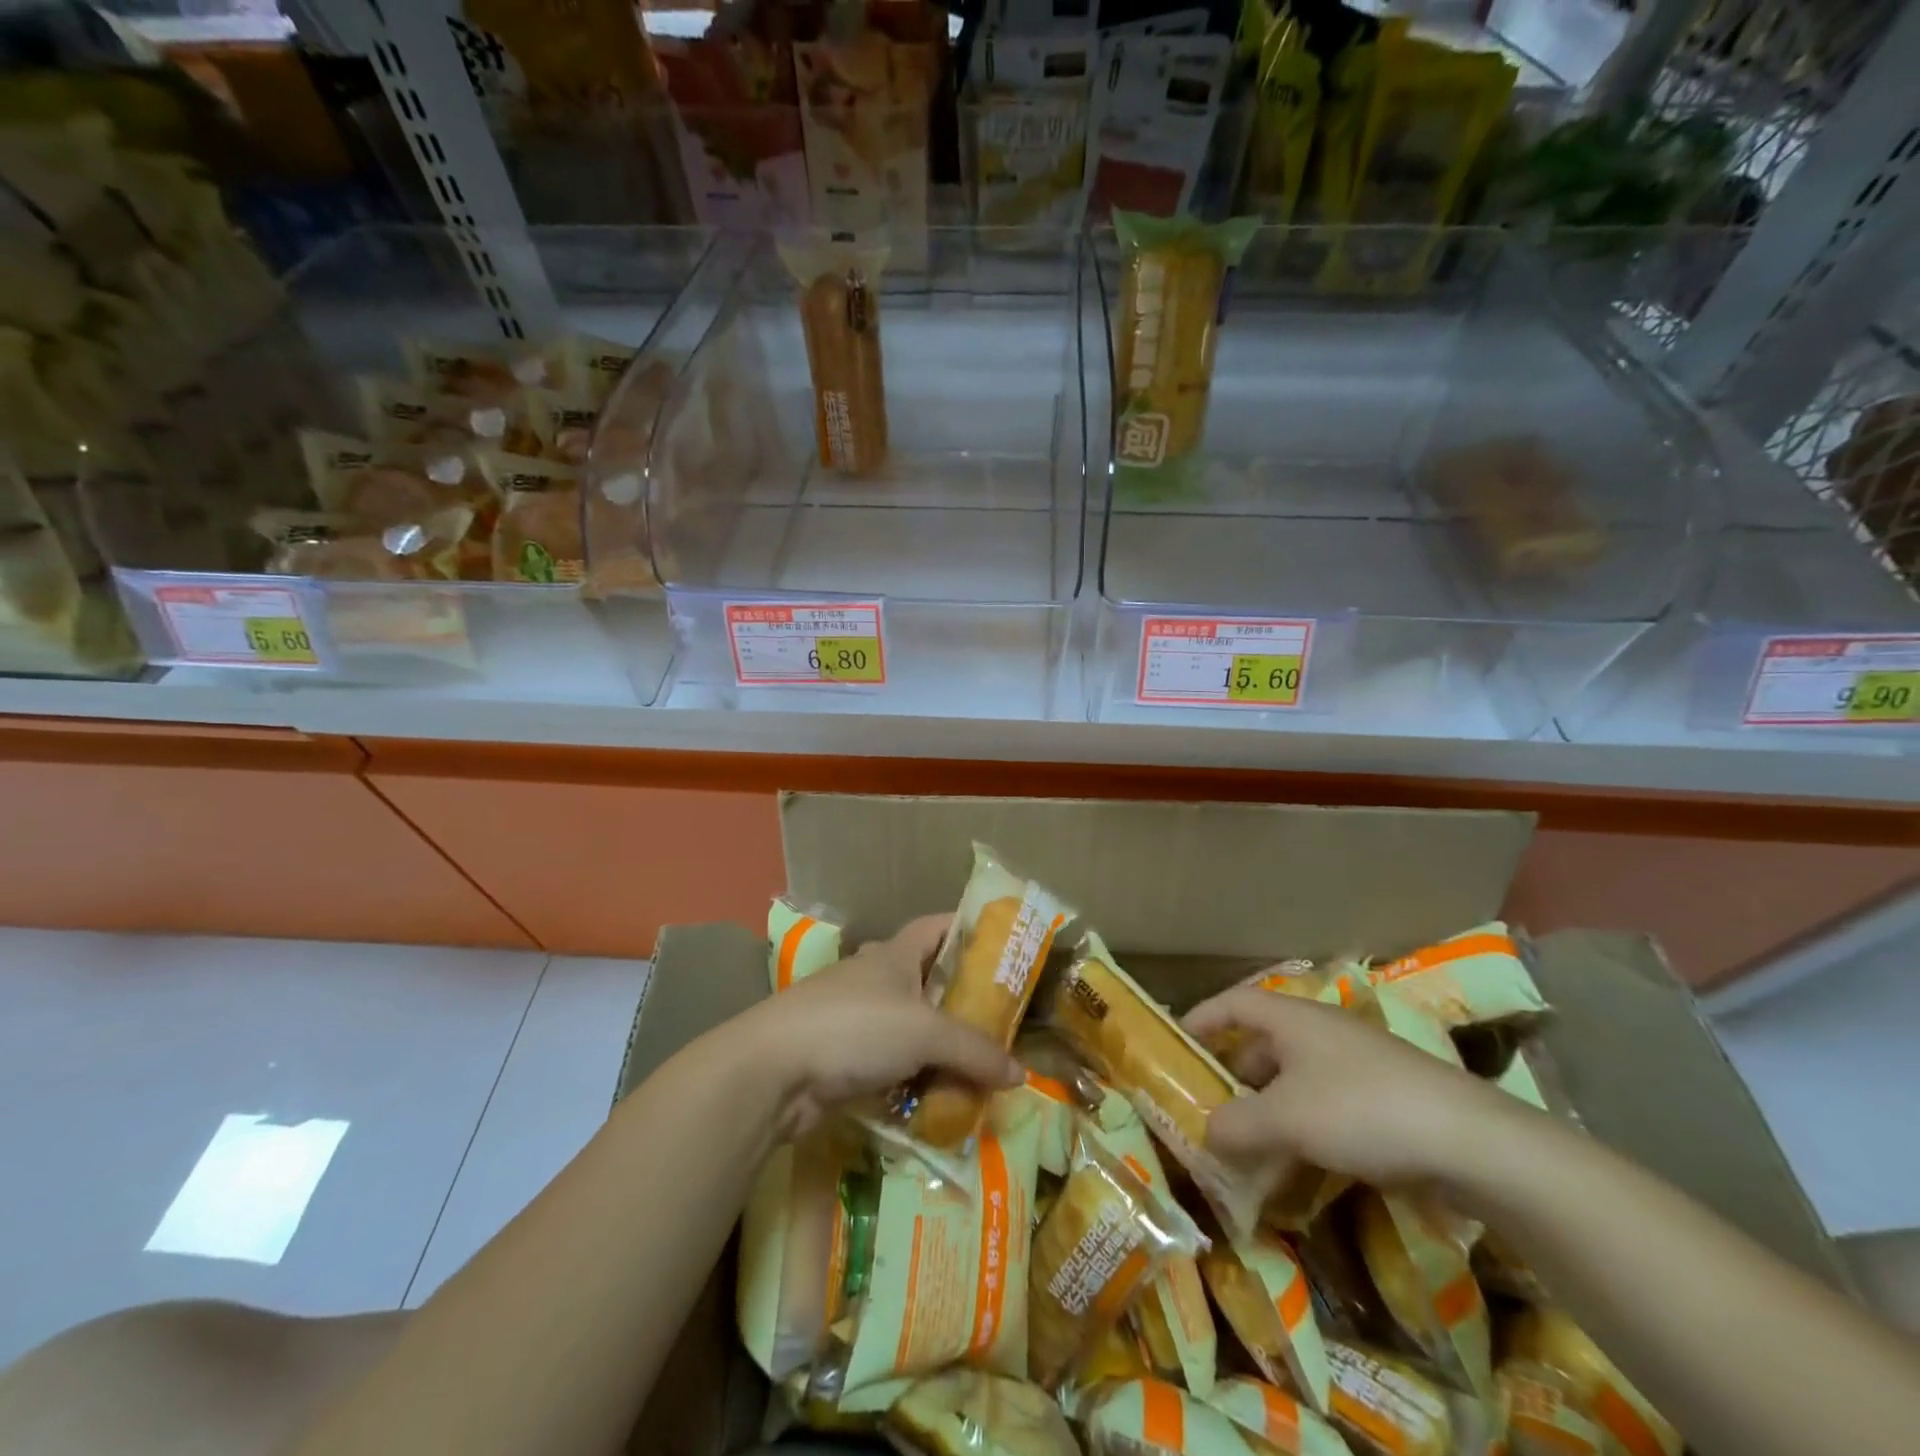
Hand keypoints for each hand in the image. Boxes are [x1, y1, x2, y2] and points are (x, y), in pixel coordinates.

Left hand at [739, 914, 1022, 1140]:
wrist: (773, 1070)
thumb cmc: (855, 1027)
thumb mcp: (926, 1032)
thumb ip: (975, 1050)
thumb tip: (1020, 1074)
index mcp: (894, 954)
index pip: (936, 926)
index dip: (967, 929)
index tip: (1002, 945)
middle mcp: (876, 979)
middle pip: (926, 979)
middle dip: (960, 998)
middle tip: (1000, 1021)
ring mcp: (856, 1018)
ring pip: (910, 1026)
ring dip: (938, 1045)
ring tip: (977, 1065)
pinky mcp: (843, 1057)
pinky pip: (892, 1063)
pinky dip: (914, 1077)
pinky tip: (938, 1098)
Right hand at [1182, 982, 1518, 1189]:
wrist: (1472, 1141)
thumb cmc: (1361, 1110)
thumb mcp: (1286, 1120)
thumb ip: (1237, 1125)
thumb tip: (1206, 1132)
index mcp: (1293, 1018)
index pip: (1234, 1002)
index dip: (1202, 1018)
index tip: (1176, 1044)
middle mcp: (1321, 1031)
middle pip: (1262, 1042)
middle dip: (1233, 1074)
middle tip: (1210, 1108)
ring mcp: (1356, 1063)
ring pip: (1294, 1077)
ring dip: (1268, 1106)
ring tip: (1249, 1144)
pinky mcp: (1384, 1096)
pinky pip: (1325, 1102)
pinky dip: (1302, 1124)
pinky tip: (1301, 1161)